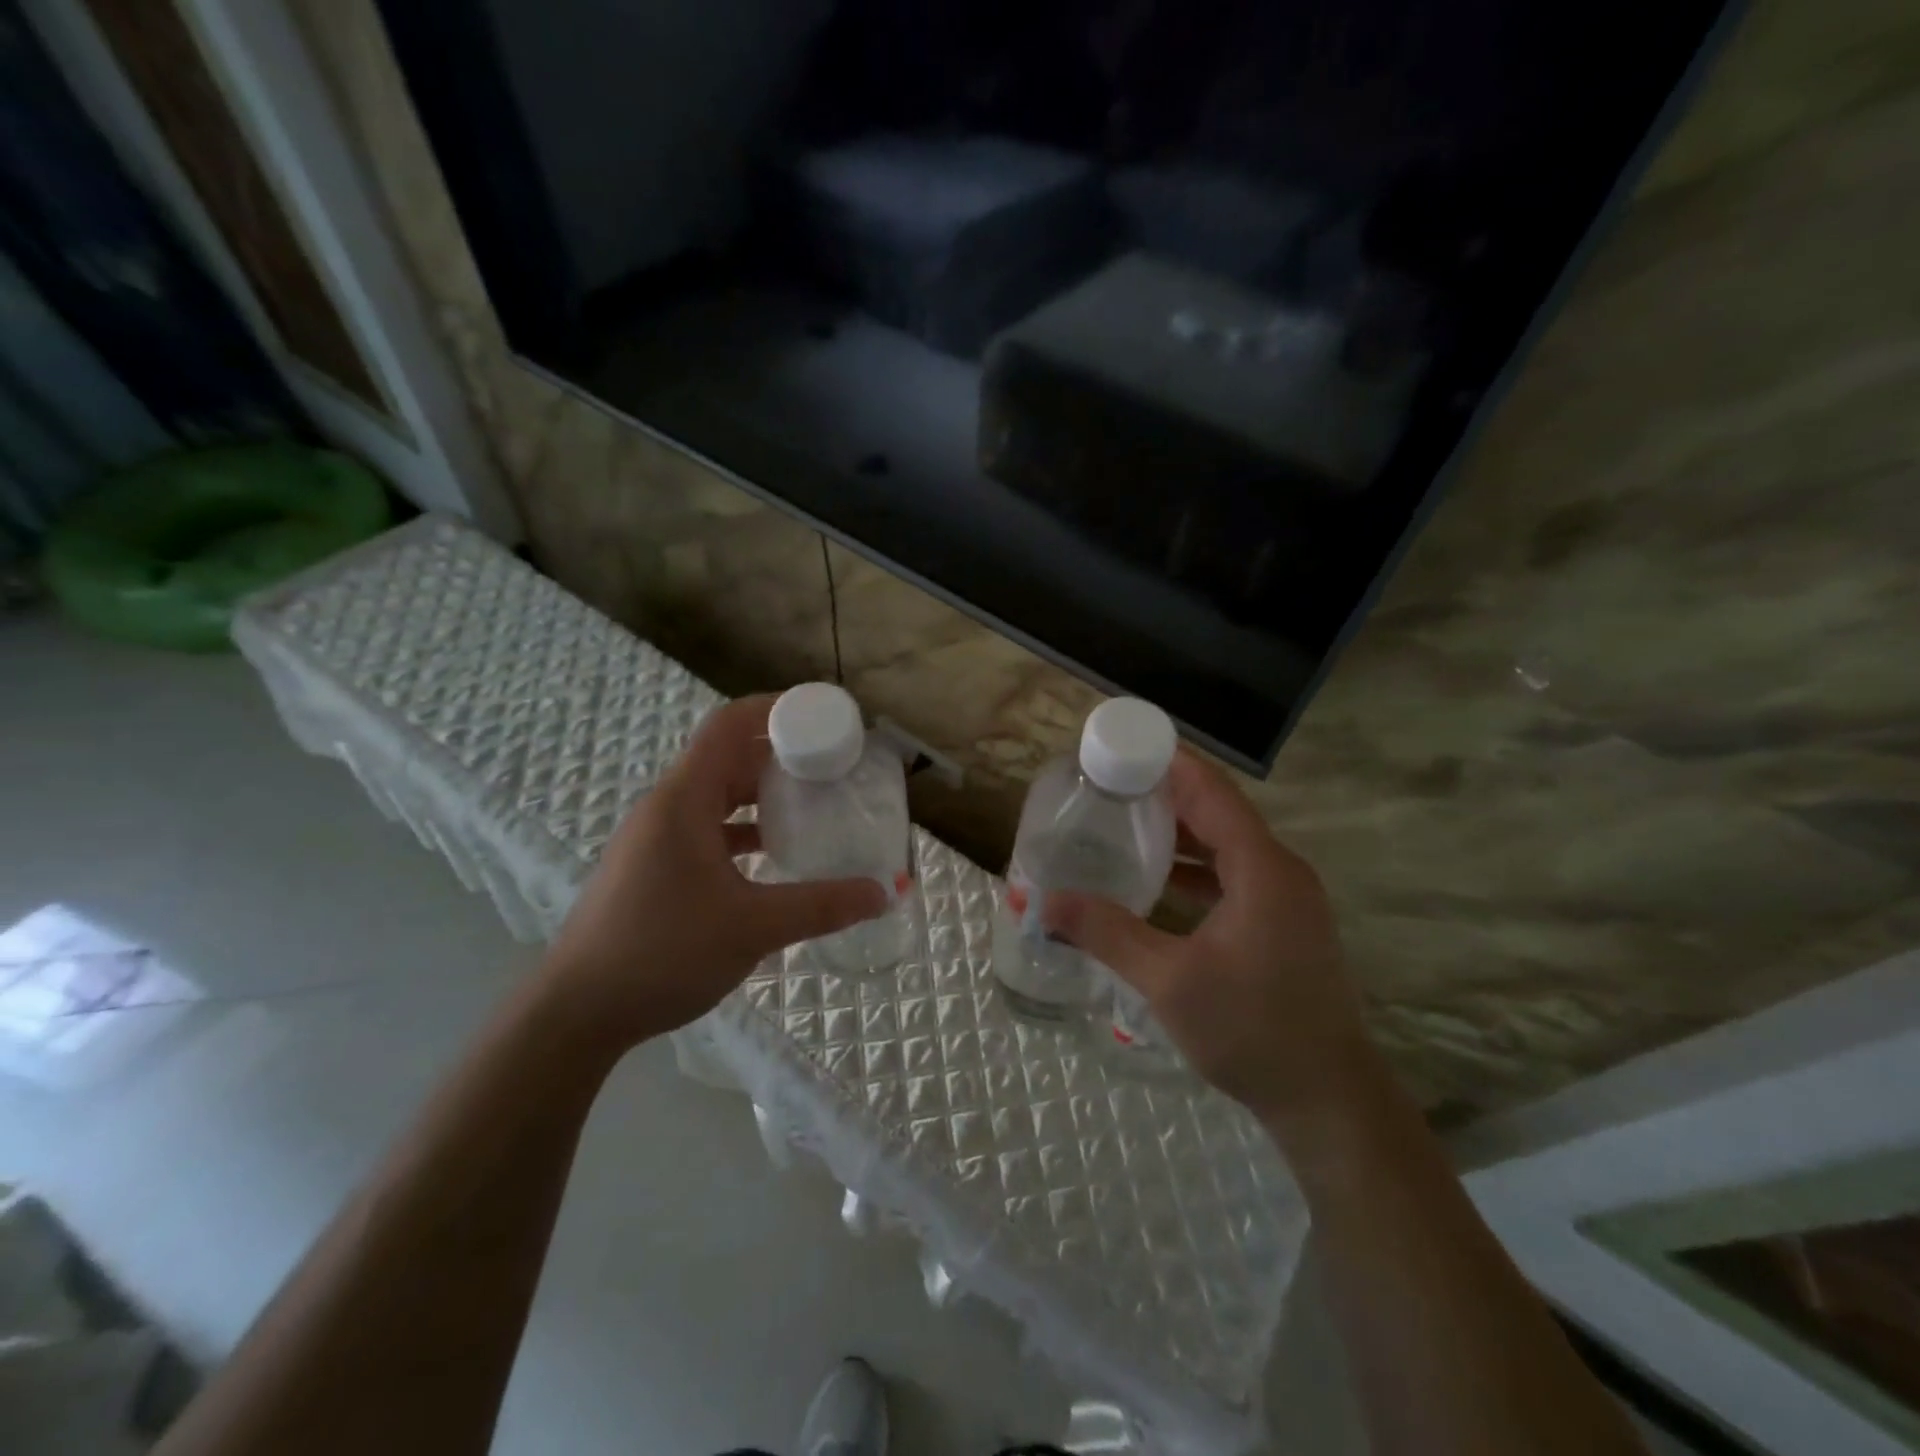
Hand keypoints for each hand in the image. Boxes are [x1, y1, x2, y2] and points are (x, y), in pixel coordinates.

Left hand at [540, 695, 888, 1045]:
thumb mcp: (753, 927)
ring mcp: (657, 837)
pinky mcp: (655, 866)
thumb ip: (823, 906)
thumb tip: (887, 891)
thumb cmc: (663, 952)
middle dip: (782, 755)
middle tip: (834, 765)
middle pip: (729, 757)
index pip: (730, 725)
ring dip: (764, 795)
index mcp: (684, 800)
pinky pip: (708, 827)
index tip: (825, 715)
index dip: (777, 709)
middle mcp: (668, 807)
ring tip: (815, 804)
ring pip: (719, 795)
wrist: (577, 1011)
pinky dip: (744, 829)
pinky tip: (776, 854)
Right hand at [1044, 748, 1374, 1125]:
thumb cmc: (1251, 1031)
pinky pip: (1235, 877)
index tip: (1122, 748)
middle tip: (1109, 788)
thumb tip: (1045, 903)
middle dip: (1165, 796)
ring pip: (1227, 847)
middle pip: (1218, 814)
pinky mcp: (1284, 925)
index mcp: (1262, 869)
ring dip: (1180, 834)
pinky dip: (1196, 870)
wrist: (1328, 1100)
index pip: (1212, 792)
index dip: (1169, 764)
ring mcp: (1287, 900)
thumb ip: (1107, 933)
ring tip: (1124, 826)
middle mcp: (1280, 872)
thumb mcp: (1169, 980)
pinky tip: (1157, 882)